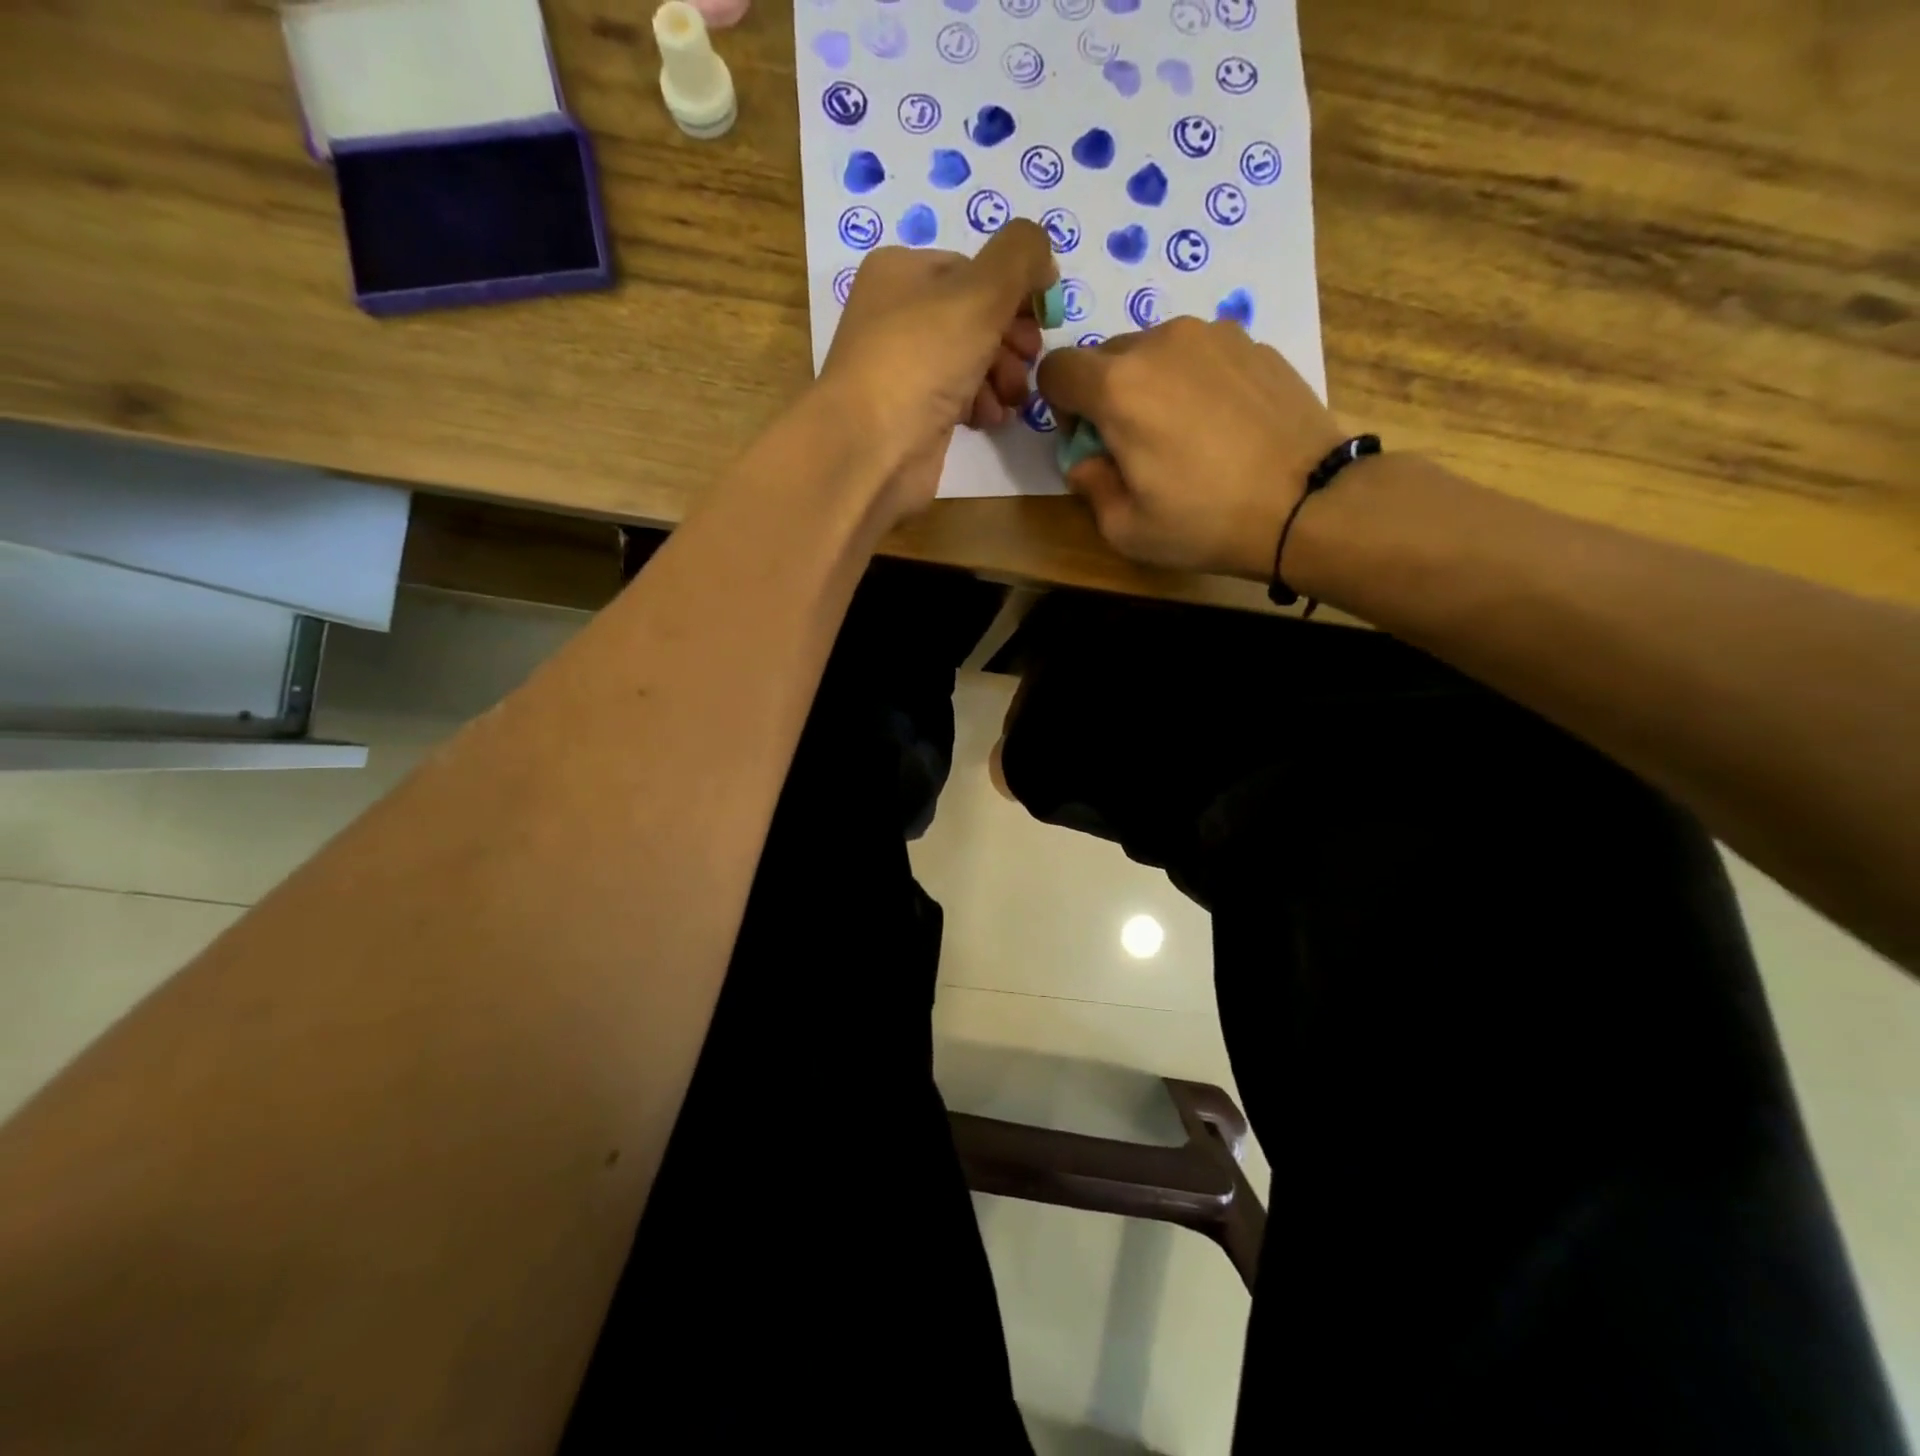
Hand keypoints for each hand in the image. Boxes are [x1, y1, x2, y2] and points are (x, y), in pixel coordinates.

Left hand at [819, 220, 1055, 523]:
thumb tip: (1043, 256)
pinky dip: (981, 405)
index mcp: (901, 272)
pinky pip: (958, 399)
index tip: (1044, 319)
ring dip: (1002, 376)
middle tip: (1030, 360)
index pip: (972, 268)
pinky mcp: (912, 415)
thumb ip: (1020, 257)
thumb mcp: (981, 292)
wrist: (871, 449)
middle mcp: (897, 315)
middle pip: (974, 317)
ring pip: (970, 360)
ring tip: (1013, 398)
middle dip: (1011, 339)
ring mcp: (903, 369)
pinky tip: (991, 419)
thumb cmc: (921, 360)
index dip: (1014, 291)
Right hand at [1036, 318, 1349, 580]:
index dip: (1058, 405)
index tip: (1084, 439)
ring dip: (1150, 384)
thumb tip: (1086, 459)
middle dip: (1104, 396)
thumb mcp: (1125, 528)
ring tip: (1183, 432)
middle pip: (1105, 356)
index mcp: (1118, 387)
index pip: (1057, 369)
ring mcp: (1213, 335)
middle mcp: (1161, 343)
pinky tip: (1222, 425)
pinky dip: (1194, 381)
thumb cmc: (1205, 522)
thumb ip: (1088, 485)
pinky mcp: (1253, 342)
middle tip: (1133, 443)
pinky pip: (1201, 354)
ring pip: (1155, 350)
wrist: (1306, 503)